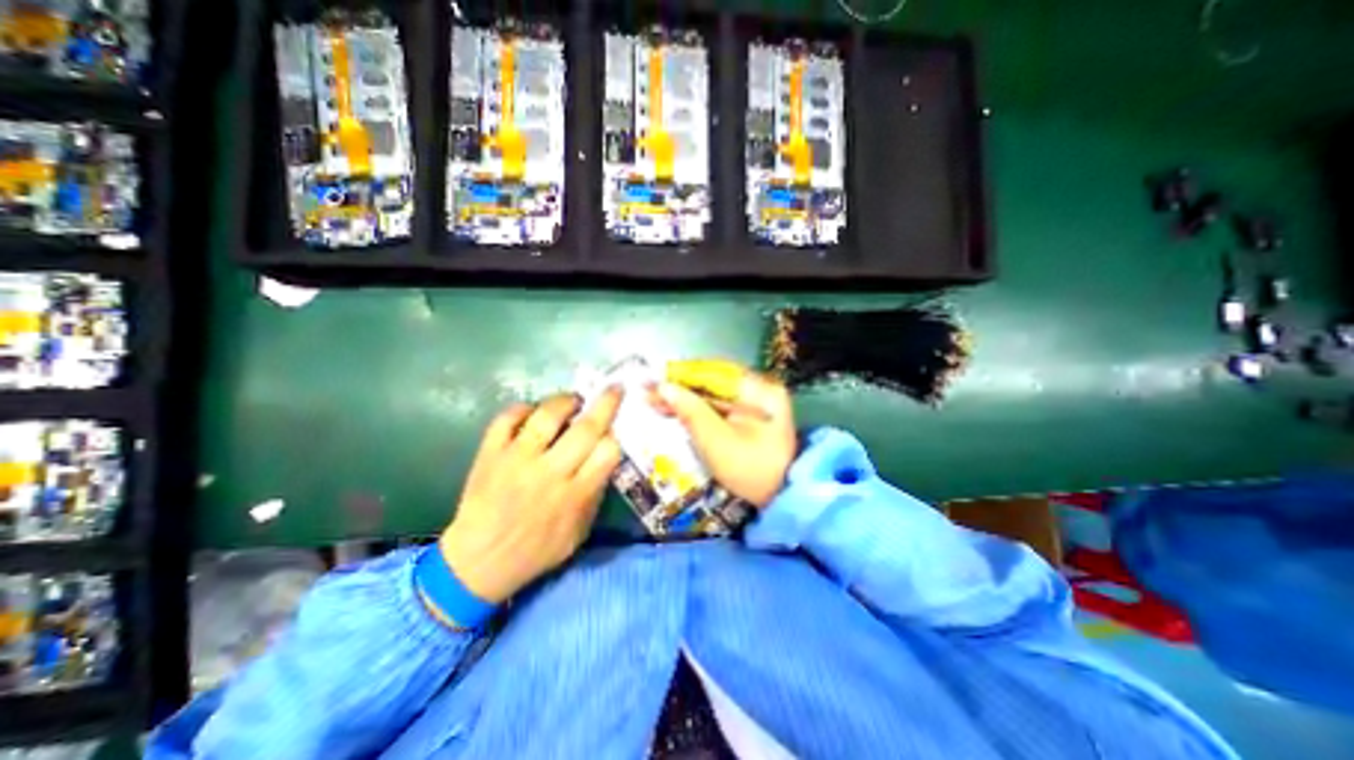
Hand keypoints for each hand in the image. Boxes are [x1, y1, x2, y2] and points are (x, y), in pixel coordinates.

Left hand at [443, 388, 626, 600]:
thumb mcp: (579, 532)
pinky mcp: (491, 453)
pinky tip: (532, 411)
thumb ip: (595, 493)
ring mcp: (517, 459)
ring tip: (573, 400)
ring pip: (547, 416)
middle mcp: (550, 472)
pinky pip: (507, 418)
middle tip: (613, 388)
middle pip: (586, 428)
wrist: (478, 563)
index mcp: (575, 494)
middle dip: (606, 403)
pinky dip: (522, 408)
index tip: (615, 430)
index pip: (608, 451)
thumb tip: (605, 458)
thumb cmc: (536, 550)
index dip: (615, 436)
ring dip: (566, 400)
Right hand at [654, 358, 795, 507]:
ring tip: (657, 399)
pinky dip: (697, 407)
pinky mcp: (750, 415)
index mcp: (761, 389)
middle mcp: (761, 387)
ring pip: (713, 392)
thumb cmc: (749, 470)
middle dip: (682, 386)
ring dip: (686, 396)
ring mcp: (757, 401)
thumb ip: (690, 410)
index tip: (654, 379)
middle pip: (713, 380)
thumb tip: (663, 387)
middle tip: (651, 391)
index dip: (681, 375)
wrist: (779, 498)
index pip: (714, 372)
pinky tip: (676, 408)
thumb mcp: (716, 440)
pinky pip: (718, 404)